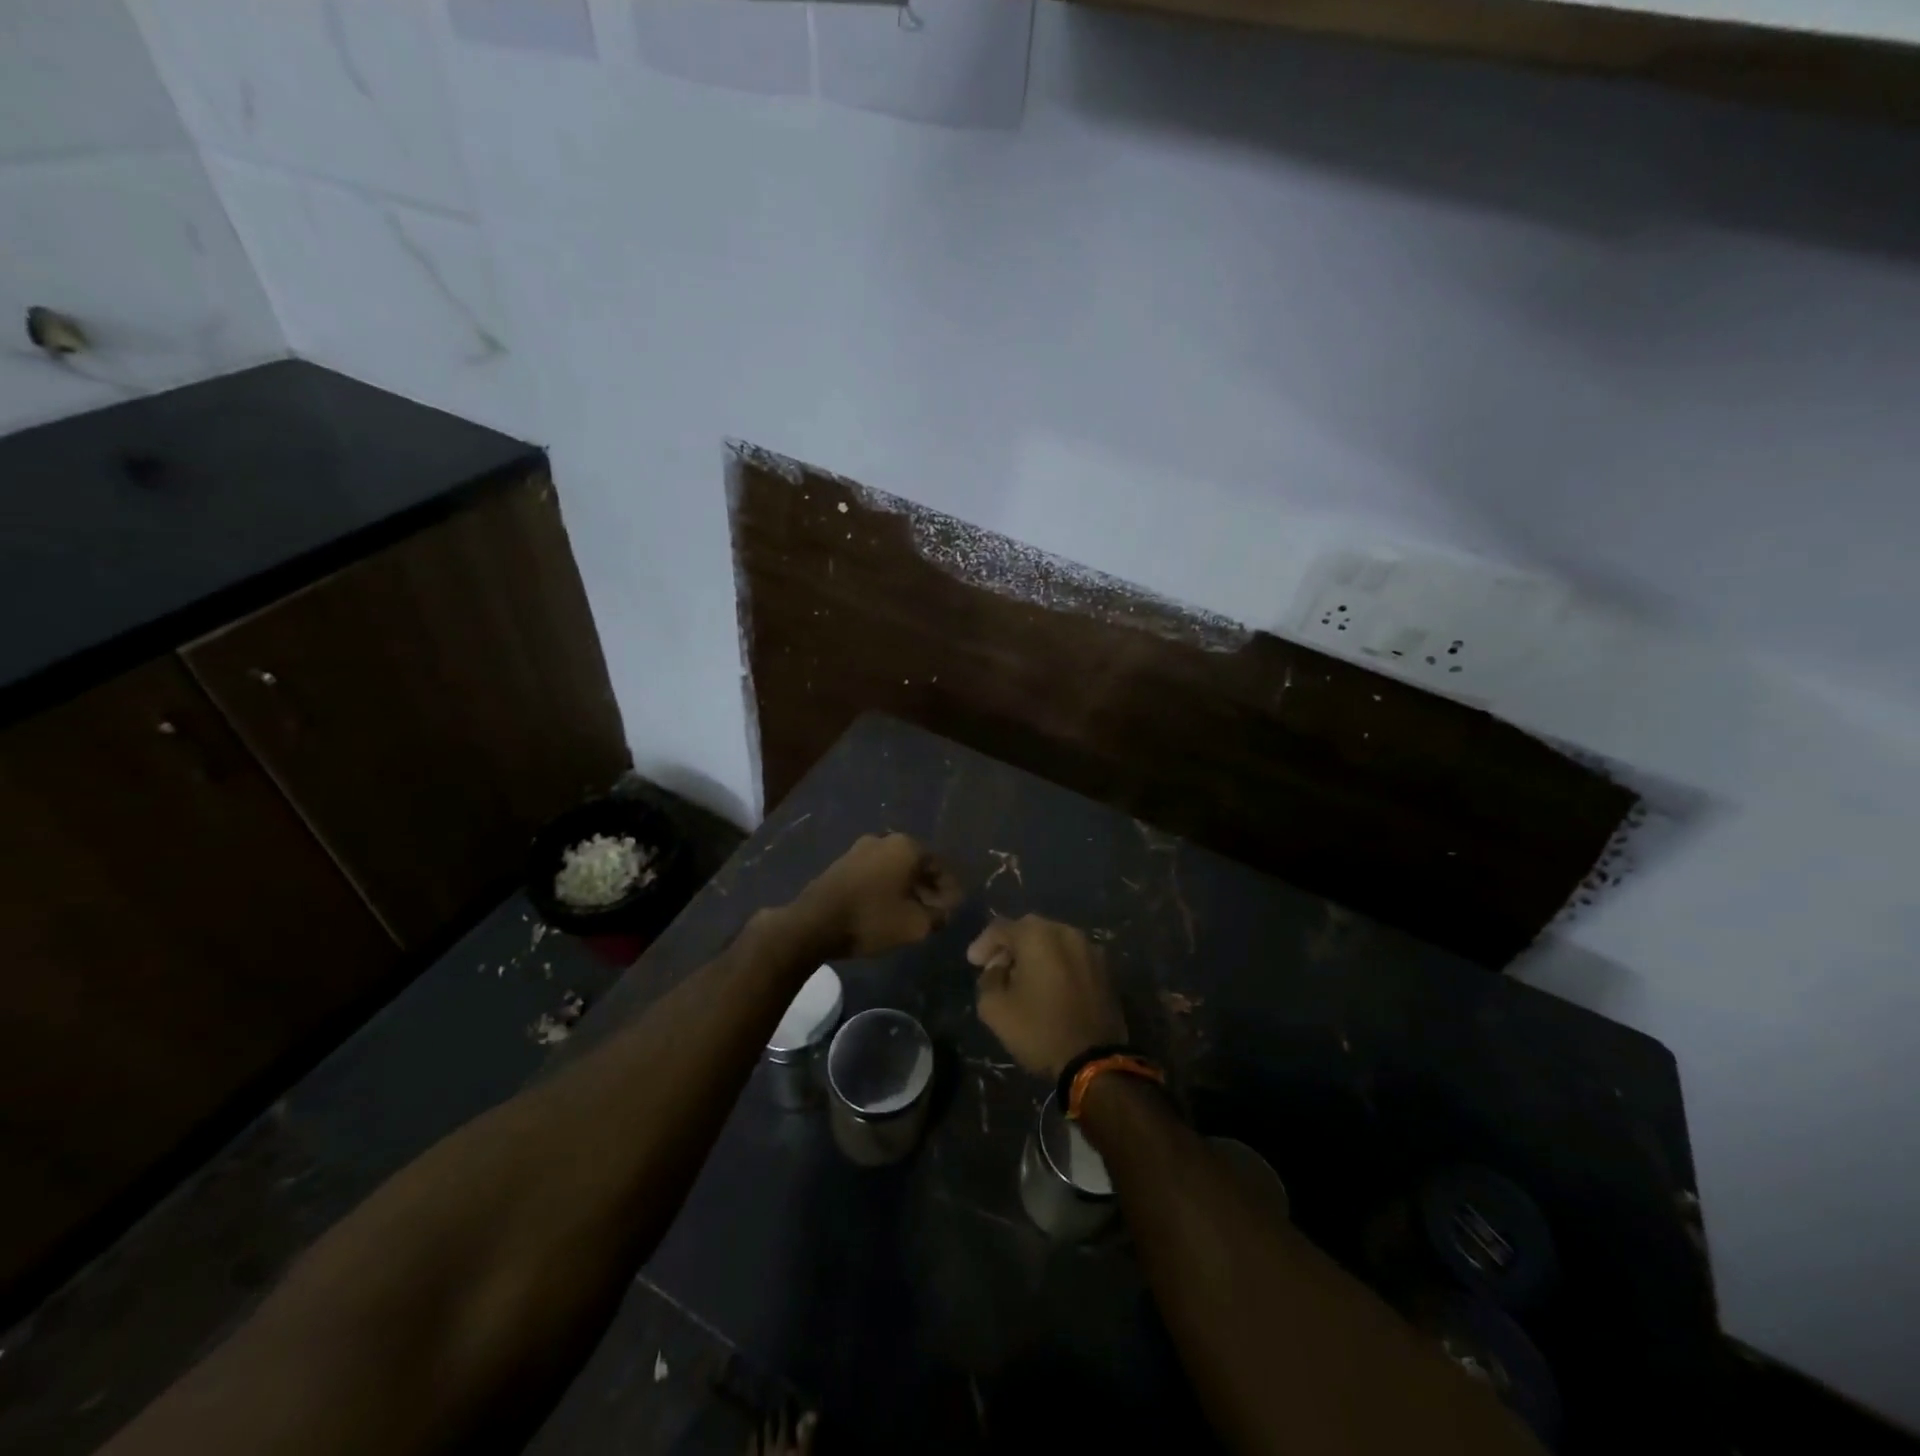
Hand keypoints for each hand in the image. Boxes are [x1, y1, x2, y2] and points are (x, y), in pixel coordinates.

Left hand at [790, 833, 962, 958]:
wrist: (814, 923)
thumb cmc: (871, 919)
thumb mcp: (915, 925)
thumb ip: (938, 916)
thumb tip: (944, 911)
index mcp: (906, 847)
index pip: (939, 866)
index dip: (950, 889)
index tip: (953, 909)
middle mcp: (884, 840)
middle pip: (916, 864)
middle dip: (928, 888)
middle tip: (934, 912)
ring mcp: (859, 849)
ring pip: (894, 868)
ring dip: (906, 888)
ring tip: (911, 913)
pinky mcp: (842, 863)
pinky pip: (875, 873)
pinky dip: (886, 887)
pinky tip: (886, 908)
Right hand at [969, 915, 1126, 1077]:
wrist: (1094, 1061)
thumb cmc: (1040, 1030)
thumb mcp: (995, 1009)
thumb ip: (988, 979)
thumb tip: (999, 969)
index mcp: (1037, 935)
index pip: (1001, 928)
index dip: (983, 944)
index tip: (973, 962)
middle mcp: (1066, 932)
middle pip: (1029, 929)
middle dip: (1009, 946)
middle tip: (996, 967)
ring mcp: (1090, 948)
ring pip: (1053, 941)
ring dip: (1034, 954)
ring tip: (1023, 977)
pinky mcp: (1105, 969)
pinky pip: (1072, 956)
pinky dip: (1056, 964)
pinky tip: (1049, 986)